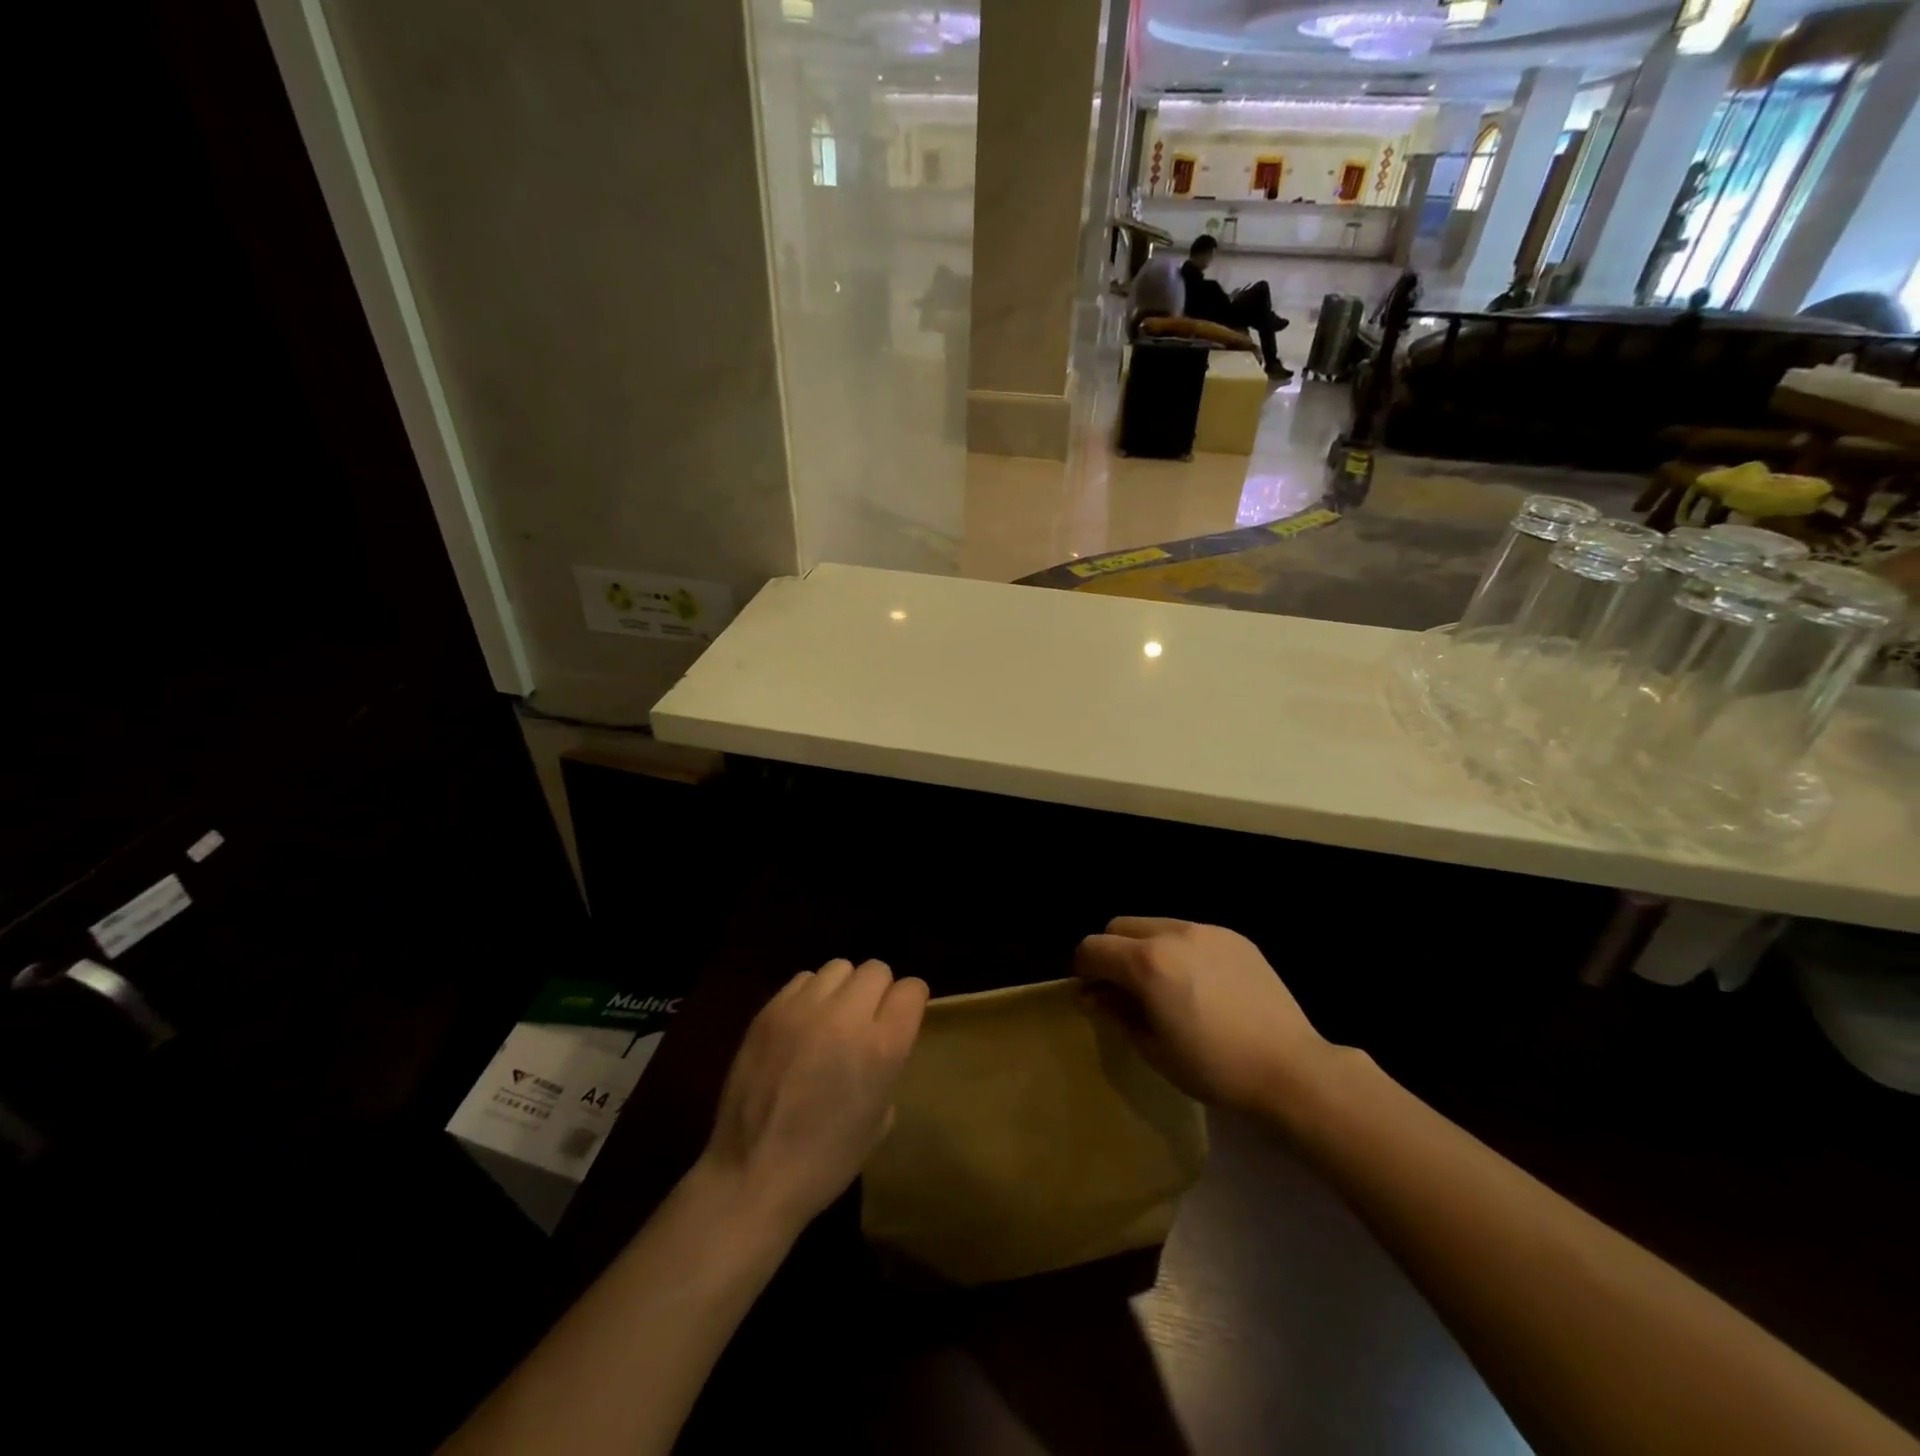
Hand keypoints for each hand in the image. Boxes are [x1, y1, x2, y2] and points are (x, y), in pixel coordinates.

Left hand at [700, 959, 927, 1231]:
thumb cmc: (826, 1161)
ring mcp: (804, 1010)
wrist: (751, 1176)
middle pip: (877, 969)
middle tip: (867, 1021)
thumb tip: (880, 1036)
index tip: (903, 1018)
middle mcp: (846, 1017)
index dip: (911, 1002)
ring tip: (832, 1019)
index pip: (912, 989)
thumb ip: (888, 1064)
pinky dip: (810, 995)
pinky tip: (802, 1025)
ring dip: (844, 989)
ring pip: (839, 967)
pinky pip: (803, 980)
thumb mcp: (880, 1119)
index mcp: (882, 1048)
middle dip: (879, 992)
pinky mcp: (769, 1011)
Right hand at [1074, 917, 1331, 1112]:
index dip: (1083, 969)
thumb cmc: (1214, 1067)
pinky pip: (1191, 933)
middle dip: (1112, 952)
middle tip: (1123, 988)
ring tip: (1164, 986)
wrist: (1290, 1068)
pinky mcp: (1234, 937)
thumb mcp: (1153, 1048)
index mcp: (1147, 961)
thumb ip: (1116, 1012)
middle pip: (1120, 926)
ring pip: (1155, 925)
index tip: (1091, 993)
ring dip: (1145, 948)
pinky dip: (1180, 950)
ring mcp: (1207, 931)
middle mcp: (1172, 933)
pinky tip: (1200, 984)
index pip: (1093, 947)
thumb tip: (1091, 995)